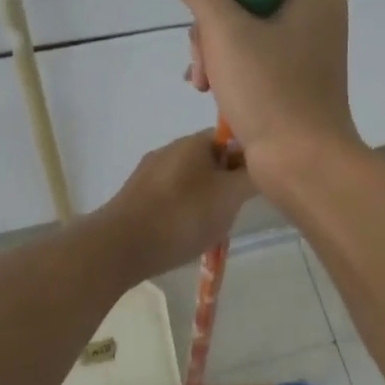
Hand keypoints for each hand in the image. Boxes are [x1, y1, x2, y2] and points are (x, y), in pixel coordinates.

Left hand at [95, 131, 257, 278]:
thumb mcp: (230, 196)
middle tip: (234, 211)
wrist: (121, 246)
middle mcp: (170, 149)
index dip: (248, 160)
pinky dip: (183, 212)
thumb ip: (252, 176)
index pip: (232, 138)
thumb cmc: (182, 216)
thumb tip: (263, 163)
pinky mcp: (136, 196)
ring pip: (191, 182)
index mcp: (194, 141)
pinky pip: (171, 198)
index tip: (256, 186)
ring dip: (206, 201)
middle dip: (227, 185)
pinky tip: (184, 235)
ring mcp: (149, 173)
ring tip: (210, 228)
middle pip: (212, 161)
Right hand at [158, 0, 358, 179]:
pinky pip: (250, 54)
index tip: (211, 39)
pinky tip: (212, 92)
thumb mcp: (225, 31)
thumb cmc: (270, 92)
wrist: (304, 164)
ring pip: (238, 28)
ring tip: (205, 86)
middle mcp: (315, 8)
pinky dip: (228, 70)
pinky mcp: (295, 73)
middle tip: (204, 71)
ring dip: (212, 54)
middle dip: (210, 32)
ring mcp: (306, 43)